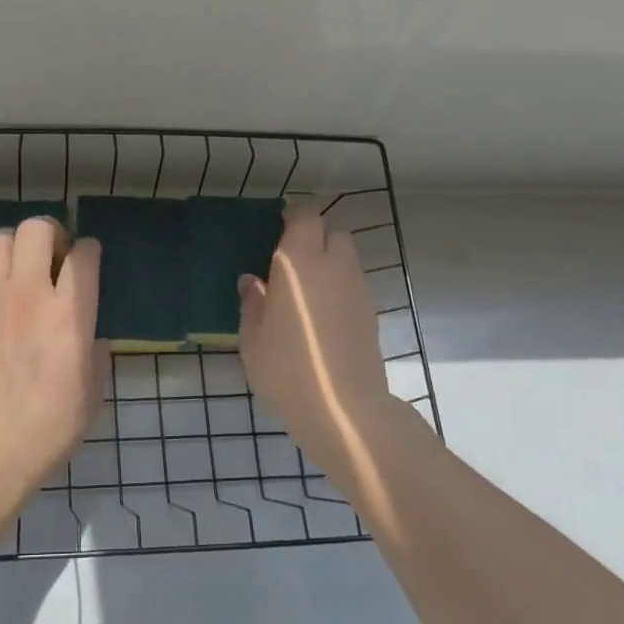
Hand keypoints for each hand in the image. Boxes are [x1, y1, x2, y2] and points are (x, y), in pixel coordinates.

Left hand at [0, 217, 104, 505]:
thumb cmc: (46, 429)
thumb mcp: (92, 395)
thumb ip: (96, 355)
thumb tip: (91, 338)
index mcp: (68, 315)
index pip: (83, 255)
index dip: (90, 251)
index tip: (89, 260)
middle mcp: (27, 294)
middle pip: (37, 229)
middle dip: (51, 234)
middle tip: (54, 258)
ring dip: (13, 247)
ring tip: (18, 270)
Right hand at [239, 206, 394, 476]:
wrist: (342, 408)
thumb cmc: (286, 370)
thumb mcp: (252, 339)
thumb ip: (252, 303)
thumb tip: (254, 282)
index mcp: (298, 263)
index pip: (306, 217)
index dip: (294, 216)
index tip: (278, 228)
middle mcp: (333, 266)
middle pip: (332, 232)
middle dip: (314, 237)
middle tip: (291, 261)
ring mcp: (357, 289)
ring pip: (346, 258)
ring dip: (328, 263)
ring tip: (306, 291)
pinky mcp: (371, 312)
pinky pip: (353, 284)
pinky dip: (339, 287)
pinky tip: (321, 316)